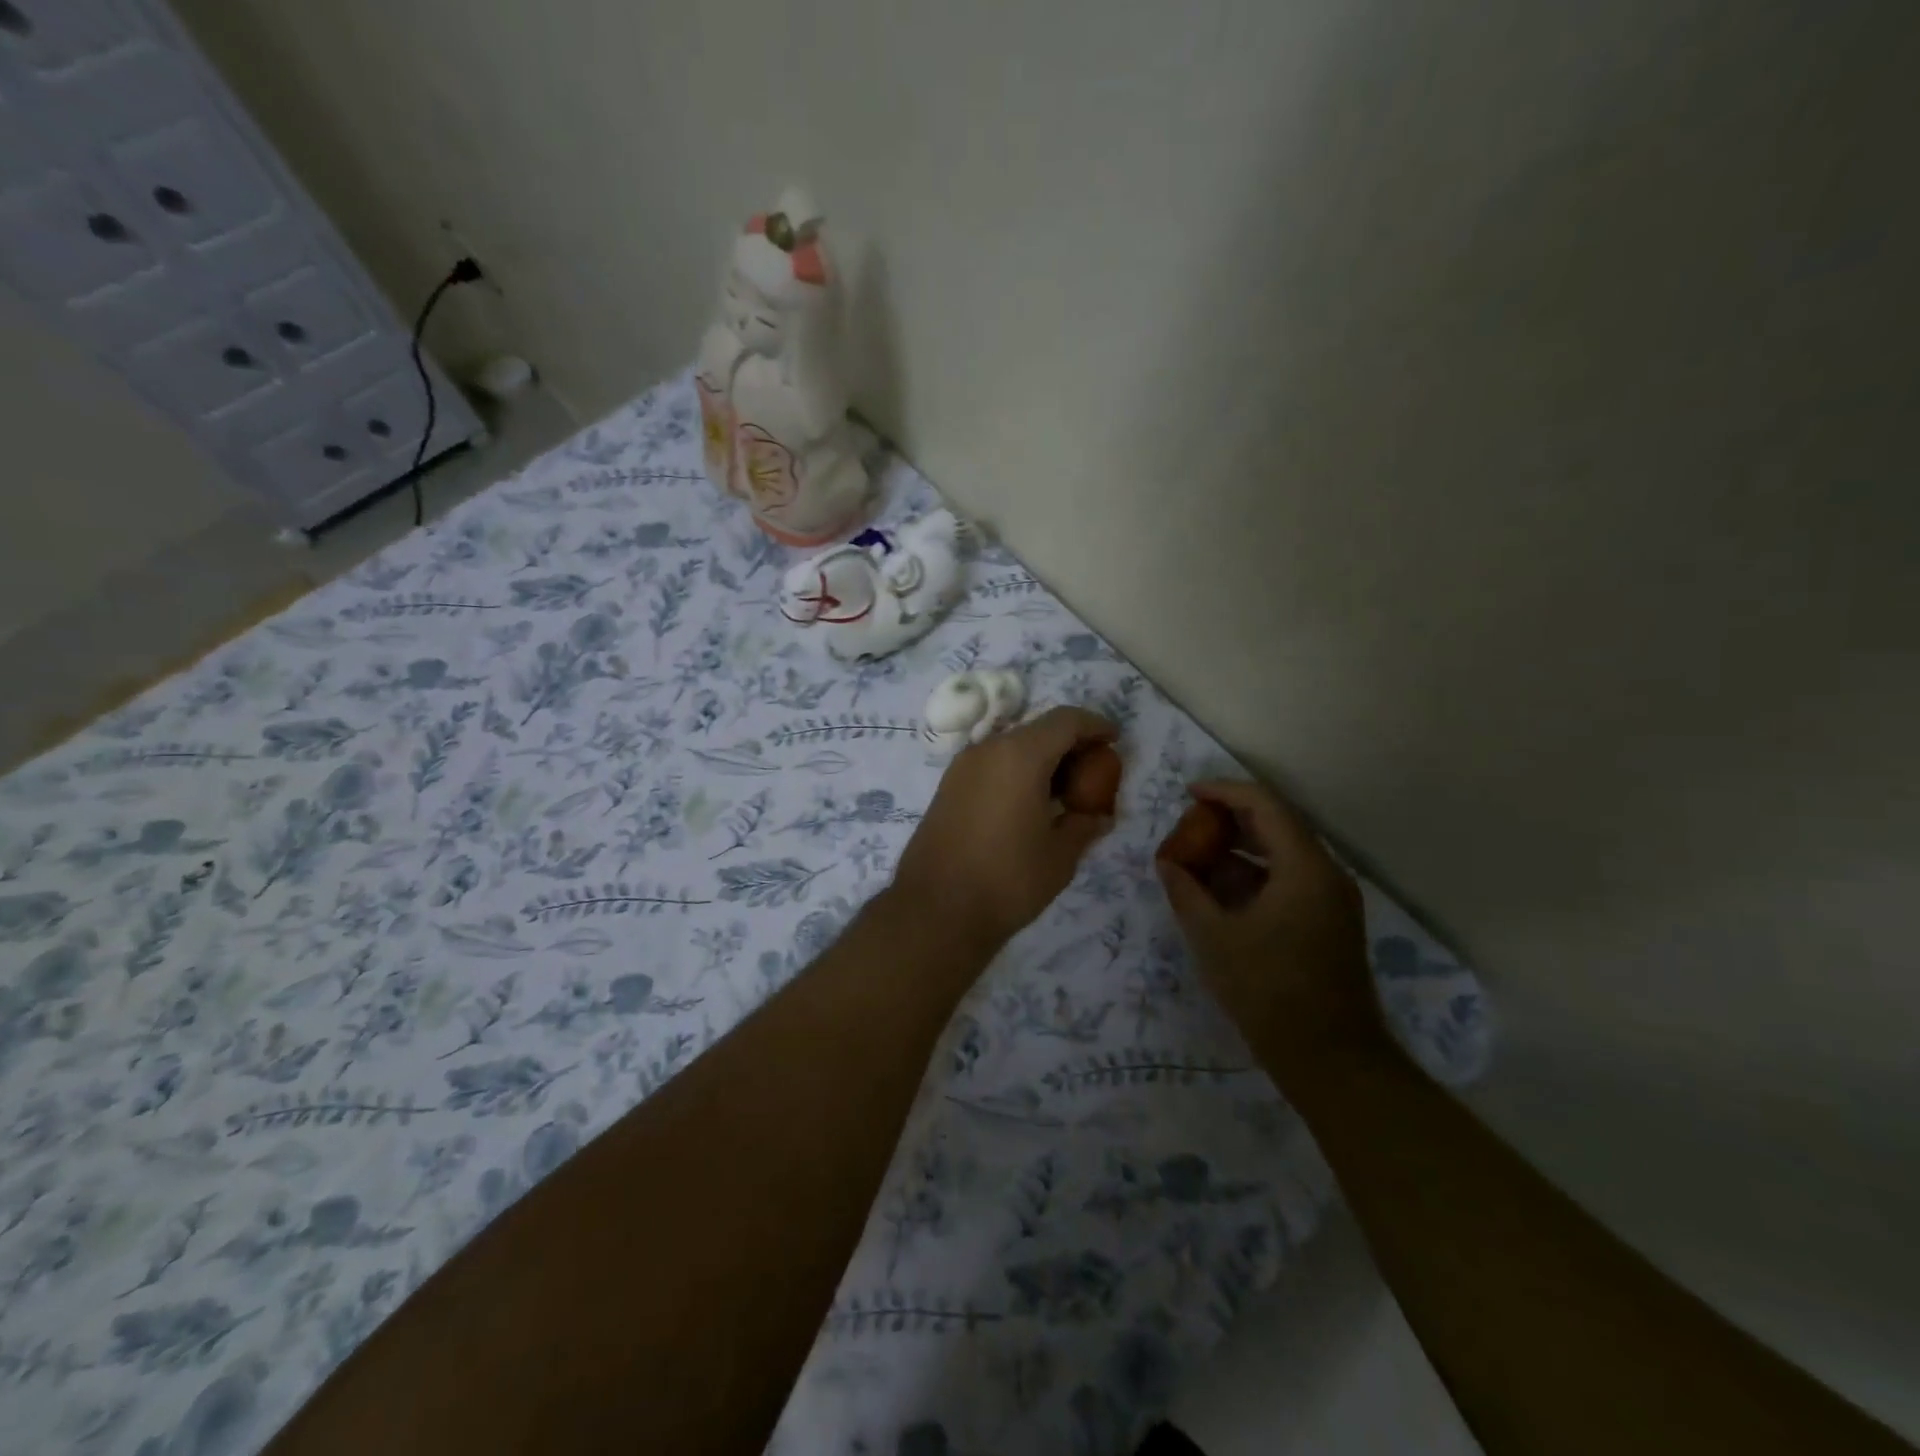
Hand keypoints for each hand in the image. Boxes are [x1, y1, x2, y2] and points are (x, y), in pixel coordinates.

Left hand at [892, 707, 1117, 951]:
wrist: (935, 911)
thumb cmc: (1007, 880)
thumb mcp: (1060, 855)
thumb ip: (1084, 825)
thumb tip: (1097, 815)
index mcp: (1019, 755)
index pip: (1065, 720)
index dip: (1095, 726)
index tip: (1115, 741)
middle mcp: (987, 750)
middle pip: (1037, 730)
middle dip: (1070, 744)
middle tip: (1094, 773)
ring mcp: (962, 767)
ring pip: (1012, 747)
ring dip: (1042, 759)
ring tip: (1065, 793)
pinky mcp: (948, 788)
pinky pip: (992, 765)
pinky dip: (1017, 772)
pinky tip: (1030, 805)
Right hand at [1156, 780, 1384, 1071]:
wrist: (1330, 1058)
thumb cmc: (1268, 990)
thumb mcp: (1213, 937)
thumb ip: (1186, 891)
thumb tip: (1166, 862)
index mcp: (1305, 867)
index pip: (1265, 805)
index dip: (1224, 792)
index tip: (1188, 794)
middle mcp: (1327, 873)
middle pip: (1277, 825)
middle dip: (1230, 820)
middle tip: (1190, 825)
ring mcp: (1333, 899)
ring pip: (1283, 854)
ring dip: (1241, 849)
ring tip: (1199, 858)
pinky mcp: (1330, 922)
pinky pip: (1290, 879)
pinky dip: (1256, 875)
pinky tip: (1222, 892)